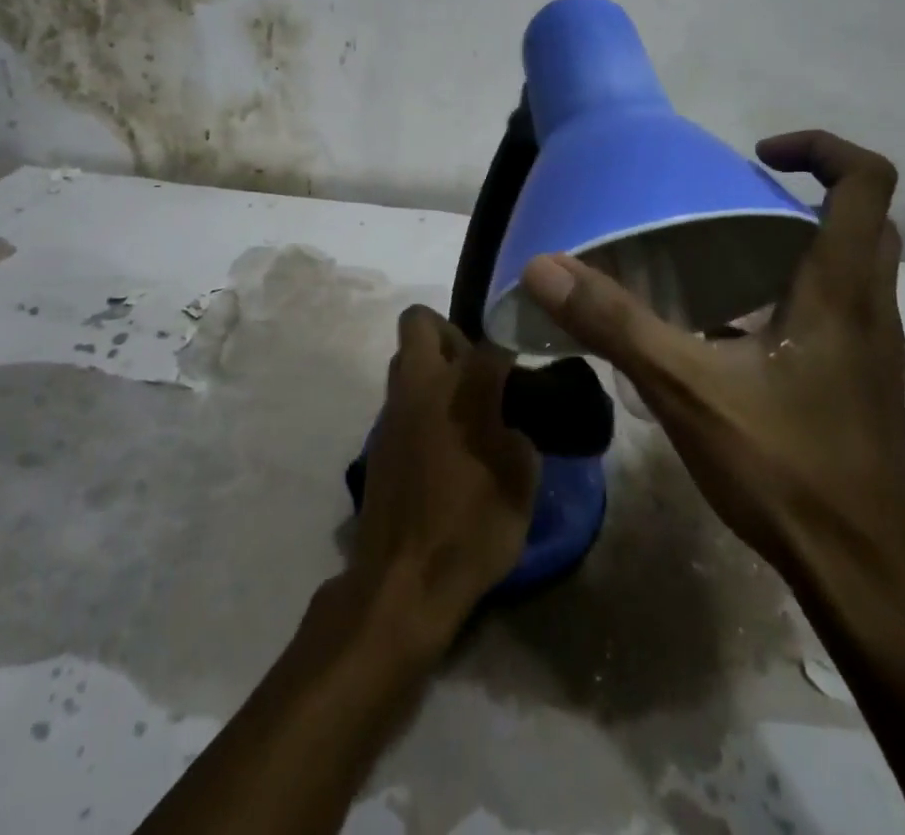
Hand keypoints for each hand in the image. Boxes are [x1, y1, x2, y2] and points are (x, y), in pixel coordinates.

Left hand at [350, 306, 537, 648]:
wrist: (403, 582)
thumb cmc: (472, 530)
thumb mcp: (521, 483)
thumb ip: (519, 435)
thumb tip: (509, 421)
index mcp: (462, 389)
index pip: (492, 341)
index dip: (513, 344)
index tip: (527, 361)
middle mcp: (421, 385)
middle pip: (421, 322)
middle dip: (450, 332)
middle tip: (478, 369)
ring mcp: (392, 411)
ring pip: (404, 358)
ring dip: (431, 366)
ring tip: (462, 406)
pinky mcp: (377, 439)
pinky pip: (399, 397)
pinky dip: (420, 403)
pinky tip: (441, 440)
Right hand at [520, 130, 904, 582]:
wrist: (860, 574)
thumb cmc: (784, 469)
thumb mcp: (686, 389)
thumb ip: (615, 324)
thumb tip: (545, 266)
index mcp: (840, 290)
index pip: (868, 182)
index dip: (821, 148)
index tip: (757, 156)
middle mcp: (871, 308)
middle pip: (867, 218)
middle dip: (811, 190)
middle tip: (739, 200)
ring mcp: (874, 348)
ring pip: (858, 264)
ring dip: (807, 238)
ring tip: (731, 251)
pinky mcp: (862, 381)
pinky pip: (843, 307)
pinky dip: (802, 288)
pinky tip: (740, 326)